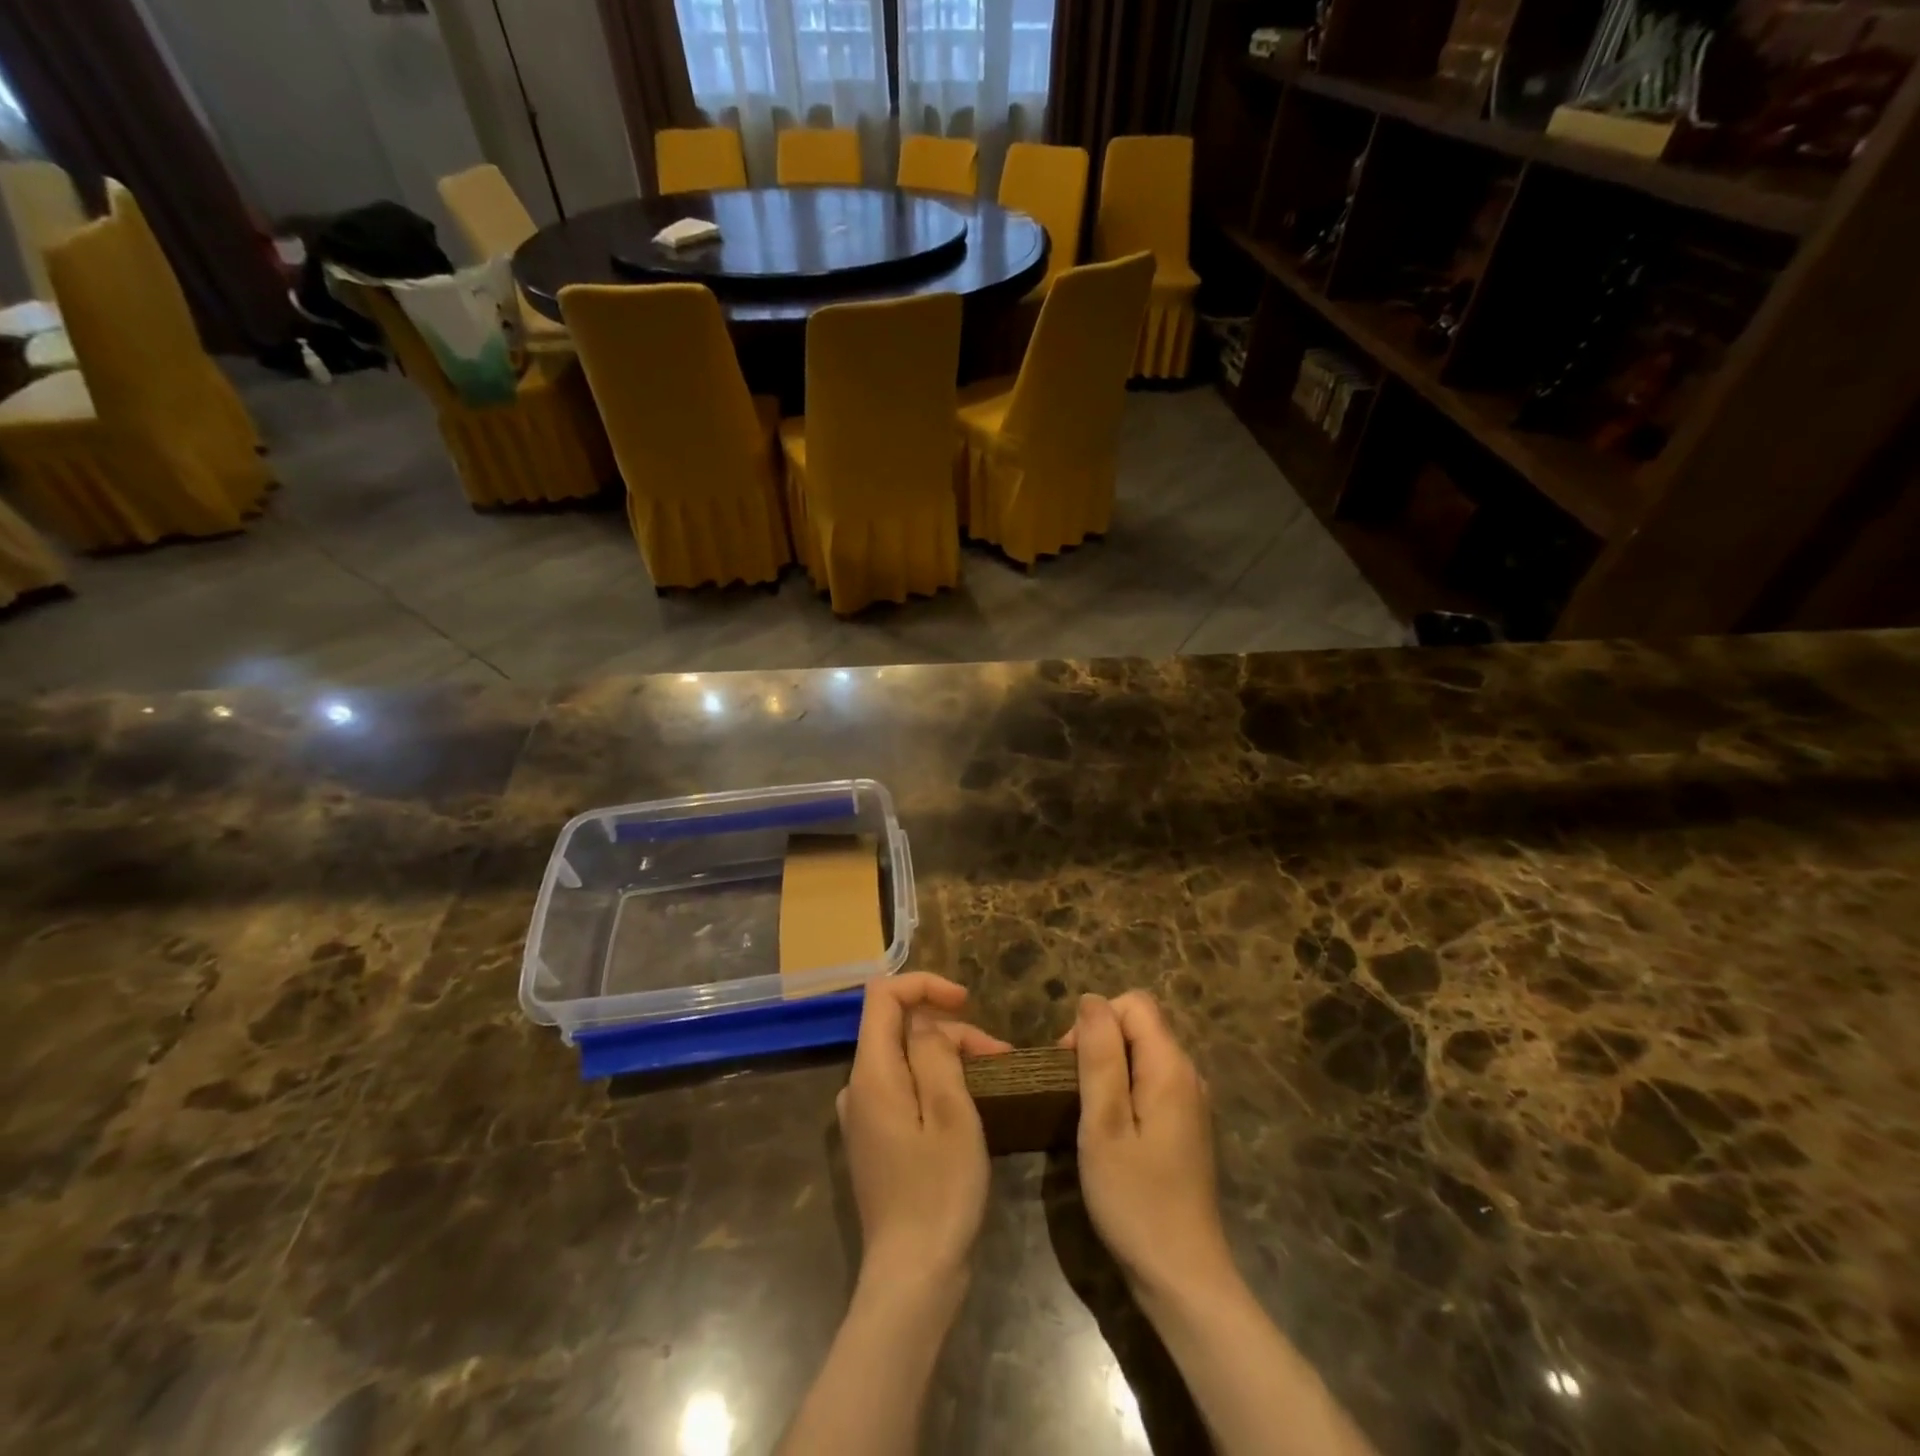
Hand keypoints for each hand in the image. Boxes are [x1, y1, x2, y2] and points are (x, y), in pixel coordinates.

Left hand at [837, 973, 1010, 1284]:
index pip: (882, 995)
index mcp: (871, 1073)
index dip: (924, 984)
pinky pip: (903, 1087)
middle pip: (899, 1027)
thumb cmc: (939, 1192)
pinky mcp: (875, 1139)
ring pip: (904, 1058)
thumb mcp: (951, 1113)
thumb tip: (924, 1023)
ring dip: (947, 1056)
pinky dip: (935, 1081)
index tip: (966, 1002)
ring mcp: (863, 1116)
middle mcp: (857, 1087)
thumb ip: (934, 1053)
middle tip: (998, 1056)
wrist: (912, 1279)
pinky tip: (966, 1103)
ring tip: (993, 1078)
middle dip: (949, 1029)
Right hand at [1062, 991, 1234, 1299]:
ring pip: (1143, 1052)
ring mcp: (1190, 1100)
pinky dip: (1124, 1088)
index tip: (1071, 1064)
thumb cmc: (1135, 1199)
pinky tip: (1110, 1128)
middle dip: (1100, 1041)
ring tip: (1086, 1111)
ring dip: (1109, 1066)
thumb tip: (1091, 1000)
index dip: (1096, 1021)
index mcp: (1170, 1066)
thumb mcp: (1104, 1124)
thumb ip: (1099, 1056)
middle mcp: (1188, 1073)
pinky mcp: (1185, 1125)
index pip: (1133, 1004)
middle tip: (1073, 1091)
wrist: (1182, 1277)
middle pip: (1140, 1024)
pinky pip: (1150, 1080)